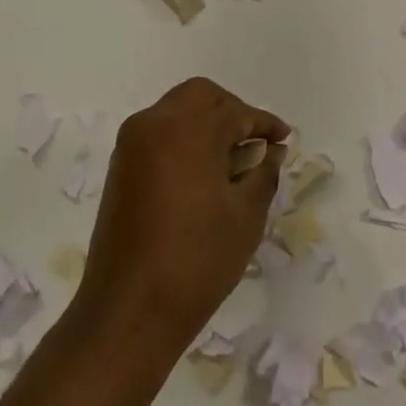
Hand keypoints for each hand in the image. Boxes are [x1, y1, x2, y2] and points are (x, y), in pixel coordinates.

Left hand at [73, 78, 288, 371]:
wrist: (130, 308)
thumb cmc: (197, 259)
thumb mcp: (245, 215)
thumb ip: (263, 173)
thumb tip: (271, 152)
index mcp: (186, 130)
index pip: (235, 112)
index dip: (264, 123)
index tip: (284, 139)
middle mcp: (153, 125)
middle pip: (200, 97)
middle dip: (232, 112)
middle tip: (256, 141)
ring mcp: (131, 146)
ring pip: (176, 112)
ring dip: (206, 124)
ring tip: (234, 159)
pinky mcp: (120, 168)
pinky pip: (158, 134)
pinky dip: (184, 139)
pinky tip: (205, 172)